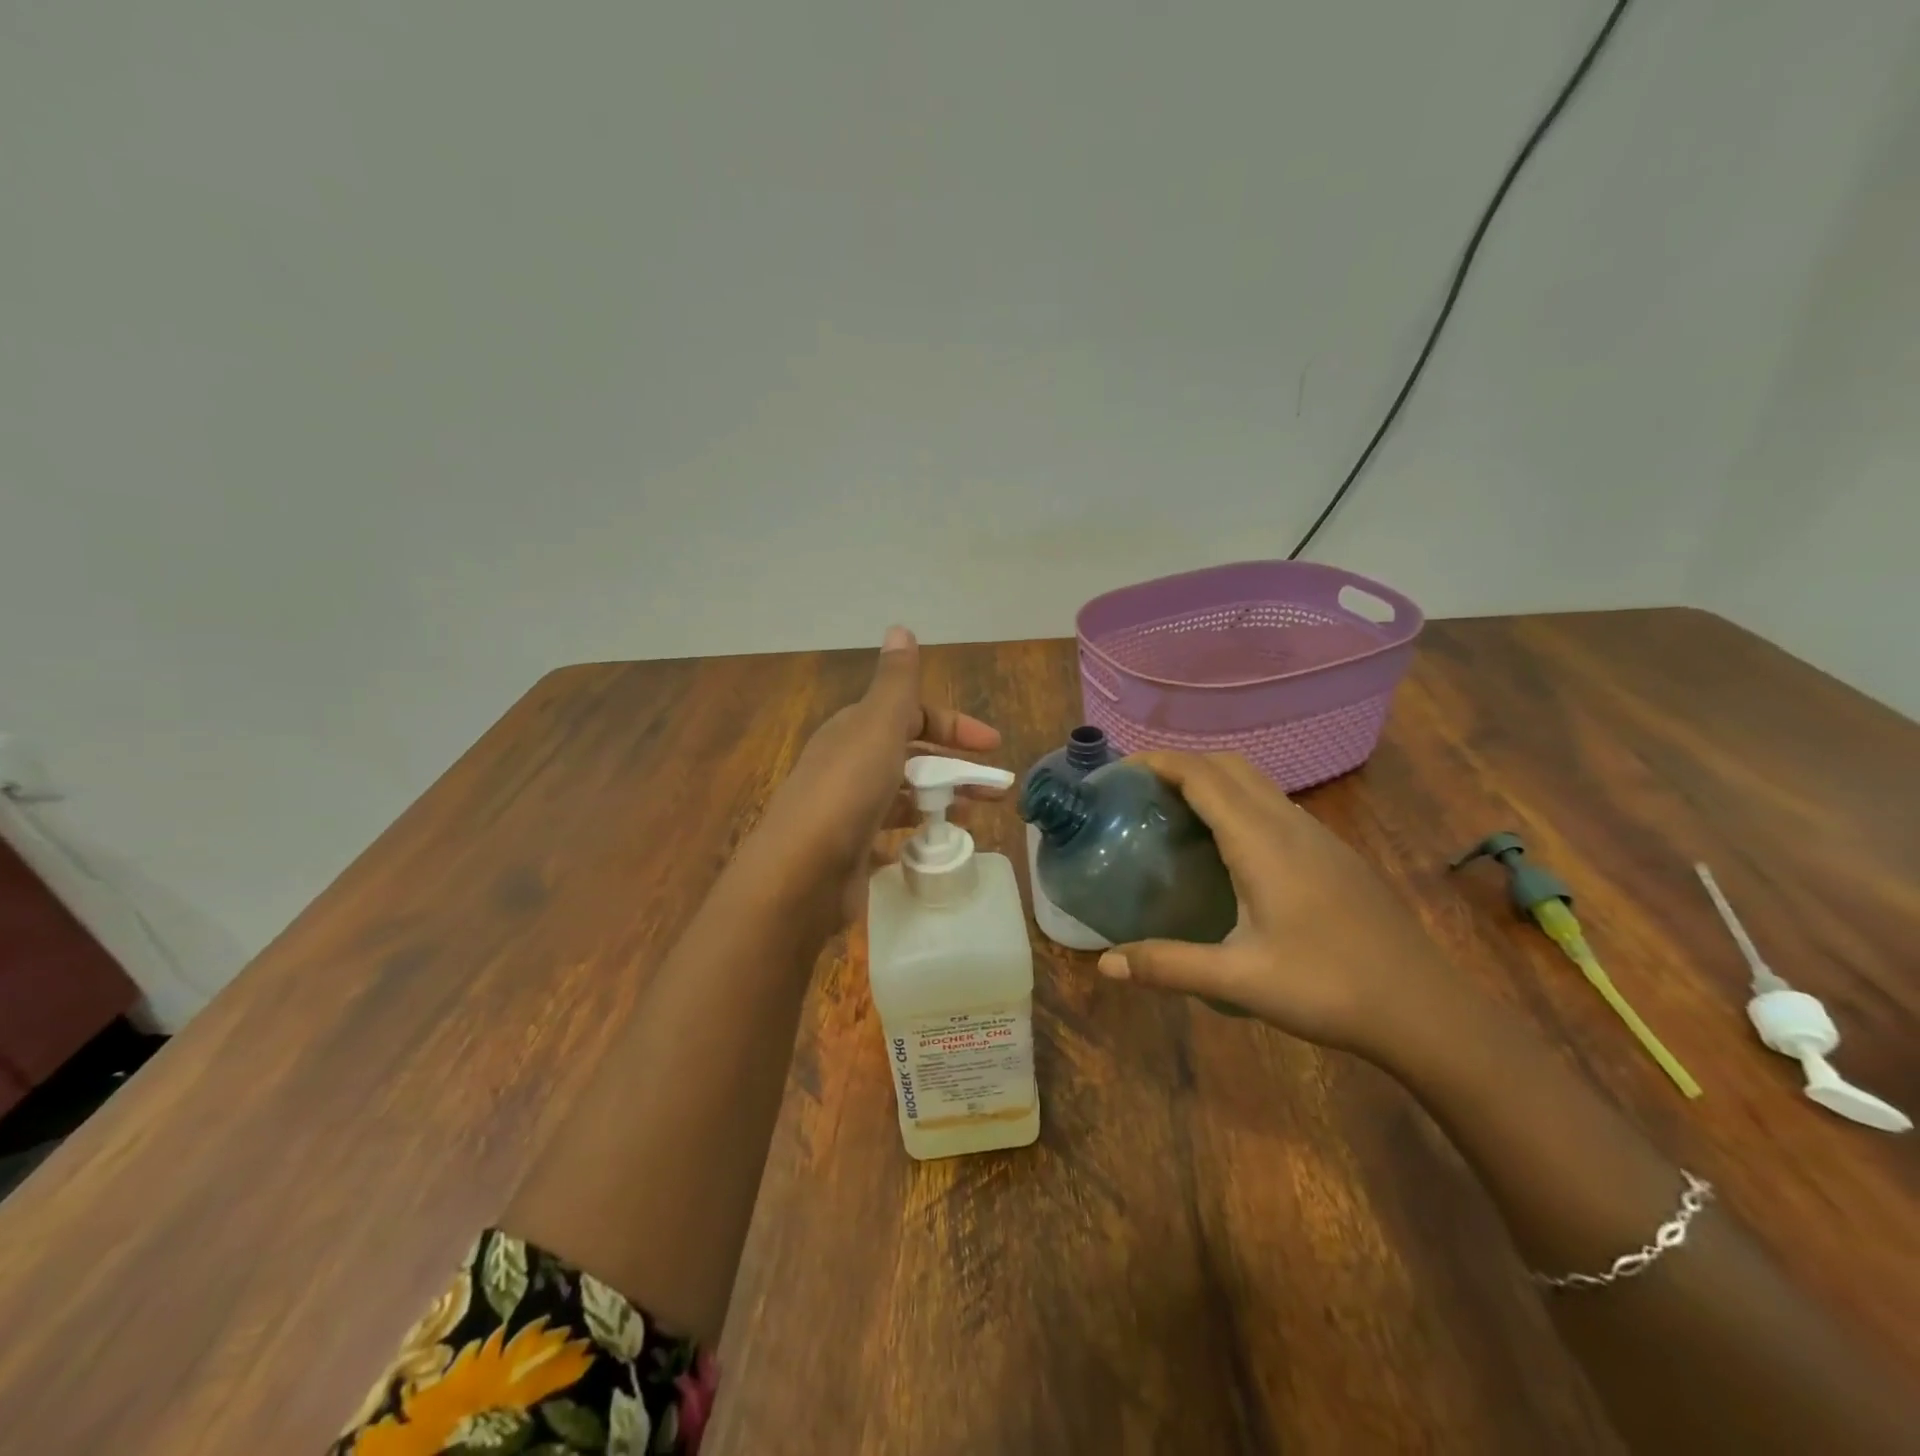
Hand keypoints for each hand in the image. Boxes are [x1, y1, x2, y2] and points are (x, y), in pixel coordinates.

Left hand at [742, 626, 1001, 925]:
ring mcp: (848, 808)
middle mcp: (850, 763)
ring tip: (975, 817)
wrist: (799, 873)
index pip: (912, 715)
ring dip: (940, 799)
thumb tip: (899, 626)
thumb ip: (895, 681)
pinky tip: (937, 846)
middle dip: (955, 766)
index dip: (954, 725)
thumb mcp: (877, 725)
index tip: (994, 746)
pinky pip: (891, 834)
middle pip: (912, 755)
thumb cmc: (846, 791)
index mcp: (856, 730)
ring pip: (904, 795)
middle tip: (996, 789)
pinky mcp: (850, 850)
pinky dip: (916, 835)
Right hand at [1096, 751, 1454, 1059]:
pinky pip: (1276, 805)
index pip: (1202, 775)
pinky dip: (1240, 802)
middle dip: (1182, 763)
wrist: (1425, 1010)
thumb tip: (1104, 965)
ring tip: (1176, 811)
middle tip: (1141, 791)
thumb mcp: (1238, 979)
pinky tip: (1229, 847)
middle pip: (1229, 765)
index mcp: (1262, 841)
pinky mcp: (1335, 854)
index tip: (1120, 770)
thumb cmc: (1327, 987)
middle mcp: (1290, 824)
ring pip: (1257, 783)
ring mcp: (1318, 836)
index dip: (1159, 761)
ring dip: (1213, 780)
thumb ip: (1167, 965)